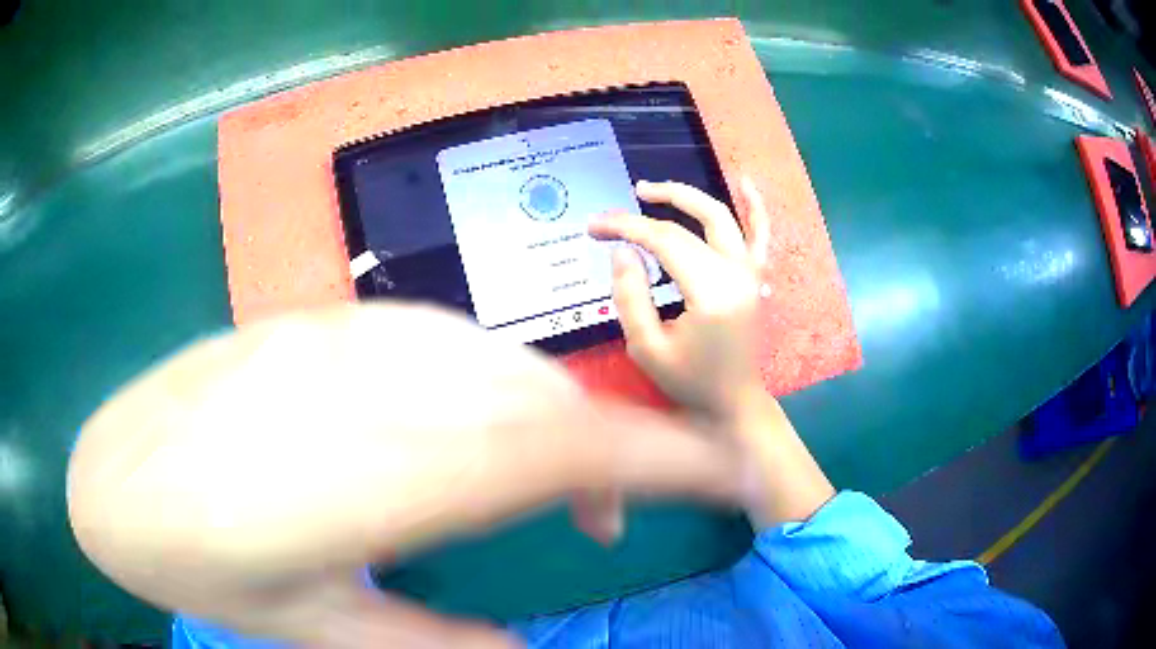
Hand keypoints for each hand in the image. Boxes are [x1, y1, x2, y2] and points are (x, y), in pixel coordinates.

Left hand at [67, 304, 744, 647]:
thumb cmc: (203, 565)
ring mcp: (341, 338)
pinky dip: (486, 386)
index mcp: (380, 476)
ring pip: (494, 362)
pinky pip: (437, 342)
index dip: (668, 458)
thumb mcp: (321, 633)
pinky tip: (459, 427)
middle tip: (607, 520)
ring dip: (546, 421)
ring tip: (541, 481)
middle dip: (612, 452)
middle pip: (542, 401)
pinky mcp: (316, 322)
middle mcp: (375, 385)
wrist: (117, 474)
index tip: (730, 469)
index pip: (567, 453)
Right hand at [589, 178, 770, 419]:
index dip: (625, 227)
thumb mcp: (646, 348)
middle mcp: (736, 273)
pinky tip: (745, 181)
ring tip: (652, 190)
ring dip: (686, 197)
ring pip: (721, 216)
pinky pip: (760, 233)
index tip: (595, 228)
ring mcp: (751, 272)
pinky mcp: (756, 277)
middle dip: (647, 211)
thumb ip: (630, 295)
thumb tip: (624, 250)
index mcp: (711, 292)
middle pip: (689, 224)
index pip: (664, 241)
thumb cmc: (690, 381)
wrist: (733, 401)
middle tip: (616, 211)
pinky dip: (754, 205)